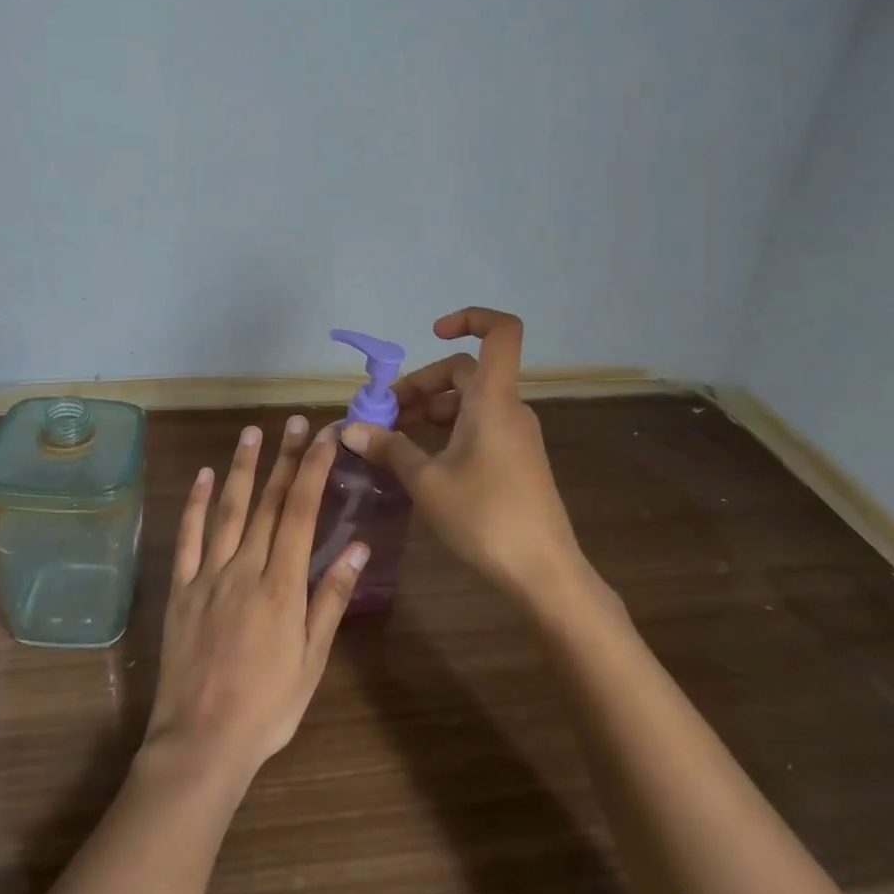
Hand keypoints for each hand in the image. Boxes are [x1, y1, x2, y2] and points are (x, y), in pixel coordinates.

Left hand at [145, 417, 368, 778]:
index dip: (314, 470)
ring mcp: (208, 575)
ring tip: (252, 432)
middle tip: (294, 422)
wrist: (201, 742)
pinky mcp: (180, 588)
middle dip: (285, 458)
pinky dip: (195, 504)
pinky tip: (202, 476)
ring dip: (241, 468)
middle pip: (268, 502)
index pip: (301, 512)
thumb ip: (331, 598)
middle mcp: (245, 568)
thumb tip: (357, 547)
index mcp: (282, 585)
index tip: (325, 437)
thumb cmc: (268, 705)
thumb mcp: (312, 659)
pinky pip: (187, 537)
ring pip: (228, 509)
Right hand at [342, 308, 586, 606]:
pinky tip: (421, 459)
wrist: (544, 574)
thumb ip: (389, 448)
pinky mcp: (516, 459)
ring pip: (469, 402)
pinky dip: (448, 430)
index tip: (432, 334)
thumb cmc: (484, 518)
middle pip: (465, 372)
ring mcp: (515, 435)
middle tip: (384, 413)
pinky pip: (478, 425)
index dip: (470, 319)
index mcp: (492, 400)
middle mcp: (508, 408)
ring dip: (430, 409)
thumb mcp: (426, 482)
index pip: (500, 332)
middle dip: (421, 384)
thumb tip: (350, 429)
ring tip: (394, 438)